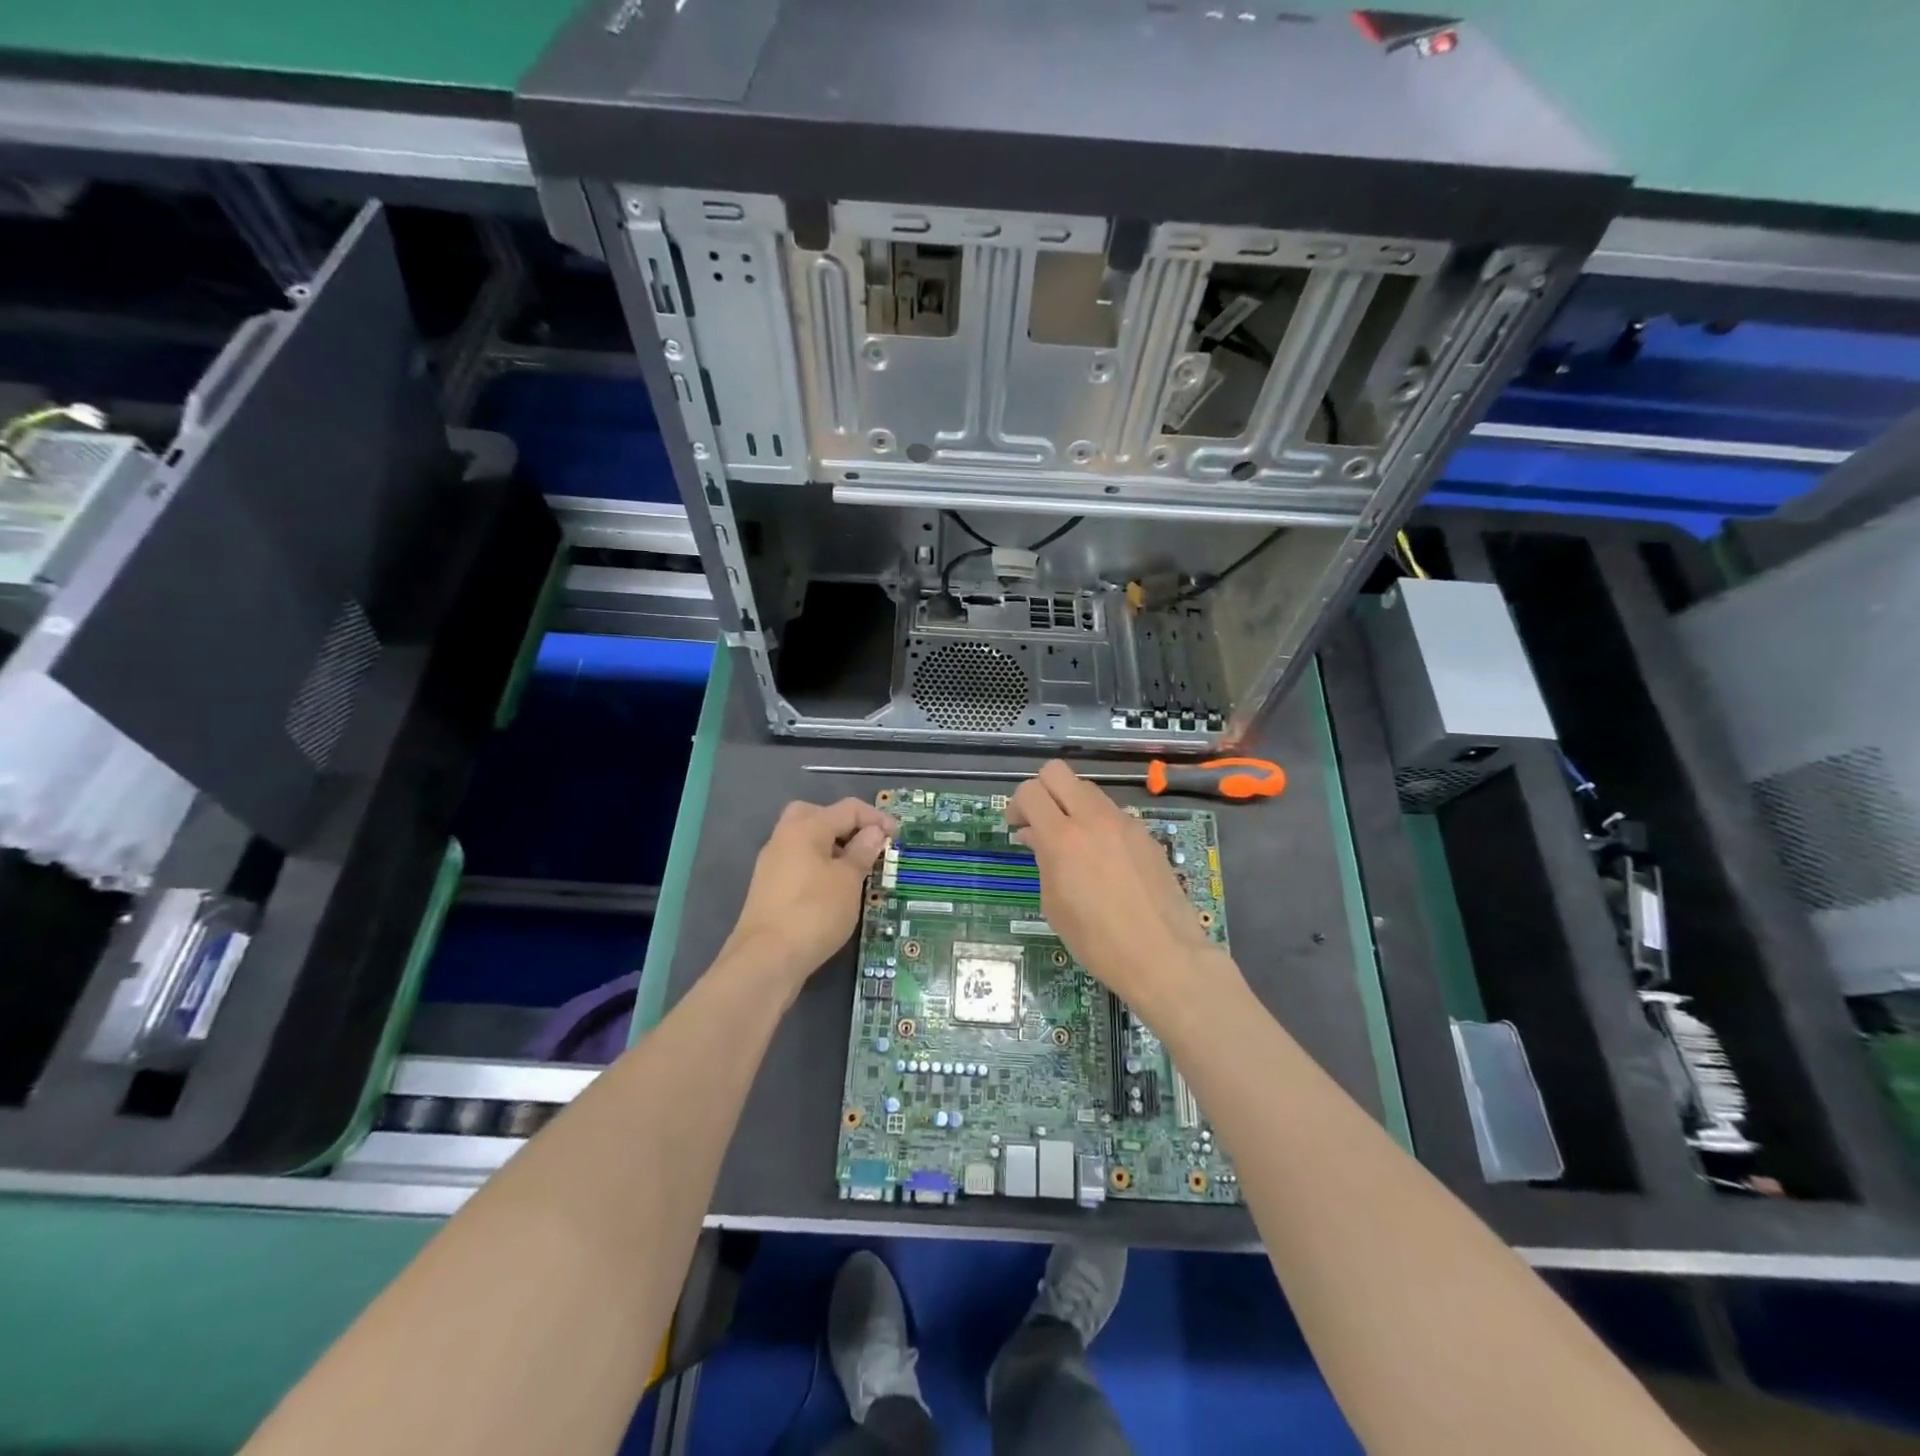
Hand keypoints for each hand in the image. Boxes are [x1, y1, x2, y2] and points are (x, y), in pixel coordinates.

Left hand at [722, 798, 896, 994]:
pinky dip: (818, 866)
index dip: (876, 818)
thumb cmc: (814, 912)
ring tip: (854, 870)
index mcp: (805, 828)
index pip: (847, 809)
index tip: (896, 838)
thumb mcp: (849, 881)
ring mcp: (772, 863)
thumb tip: (873, 832)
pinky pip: (798, 862)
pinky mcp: (768, 888)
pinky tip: (833, 889)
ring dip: (832, 847)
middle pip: (817, 815)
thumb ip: (862, 851)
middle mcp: (784, 838)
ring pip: (805, 840)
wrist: (766, 960)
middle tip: (865, 845)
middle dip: (845, 825)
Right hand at [1009, 762, 1233, 1016]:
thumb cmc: (1097, 941)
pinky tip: (1105, 861)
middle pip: (1057, 772)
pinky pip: (1113, 814)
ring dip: (1072, 806)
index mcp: (1062, 838)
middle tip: (1040, 821)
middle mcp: (1092, 819)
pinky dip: (1100, 825)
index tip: (1018, 827)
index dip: (1017, 804)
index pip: (1029, 790)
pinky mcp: (1145, 834)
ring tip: (1074, 843)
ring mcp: (1124, 822)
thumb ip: (1043, 860)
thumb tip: (1035, 836)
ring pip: (1087, 789)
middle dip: (1042, 790)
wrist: (1162, 955)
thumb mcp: (1054, 904)